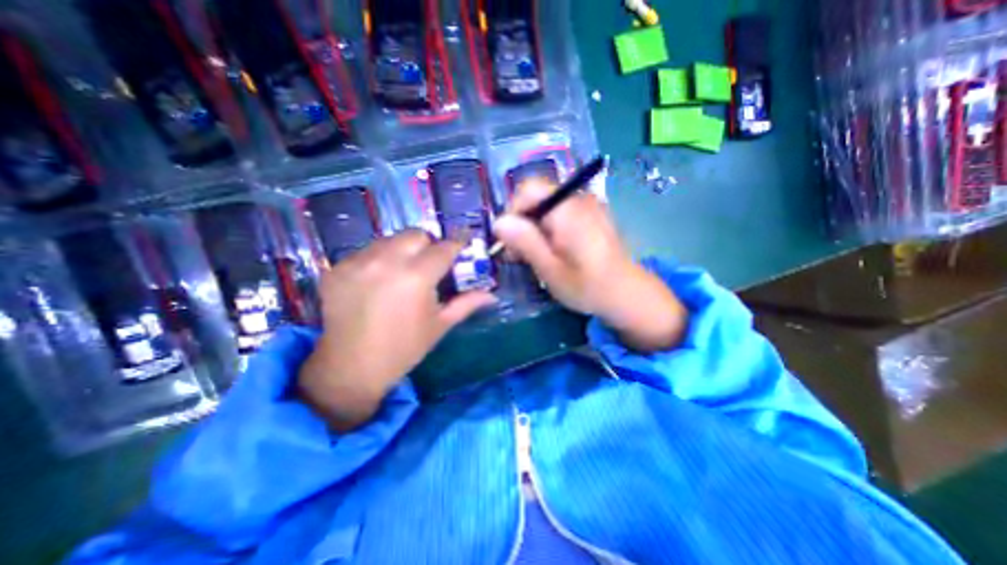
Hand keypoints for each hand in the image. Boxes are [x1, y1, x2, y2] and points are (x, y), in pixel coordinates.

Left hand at [296, 228, 497, 431]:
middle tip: (428, 266)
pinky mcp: (337, 268)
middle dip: (427, 246)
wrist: (352, 369)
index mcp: (416, 277)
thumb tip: (492, 295)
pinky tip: (376, 283)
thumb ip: (467, 303)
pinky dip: (377, 261)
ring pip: (389, 239)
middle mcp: (386, 262)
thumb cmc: (404, 348)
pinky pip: (365, 252)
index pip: (444, 247)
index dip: (457, 245)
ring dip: (402, 251)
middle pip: (415, 234)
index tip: (461, 247)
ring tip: (401, 274)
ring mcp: (357, 263)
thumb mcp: (440, 325)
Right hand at [494, 179, 689, 353]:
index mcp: (567, 209)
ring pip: (546, 208)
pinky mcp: (591, 216)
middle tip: (517, 255)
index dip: (513, 212)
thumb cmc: (587, 286)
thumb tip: (498, 222)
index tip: (510, 242)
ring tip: (532, 257)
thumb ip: (525, 241)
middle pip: (536, 198)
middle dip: (522, 224)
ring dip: (533, 229)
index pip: (527, 189)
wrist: (627, 293)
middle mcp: (578, 199)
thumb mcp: (550, 268)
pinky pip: (560, 214)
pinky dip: (548, 230)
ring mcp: (587, 206)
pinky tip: (550, 252)